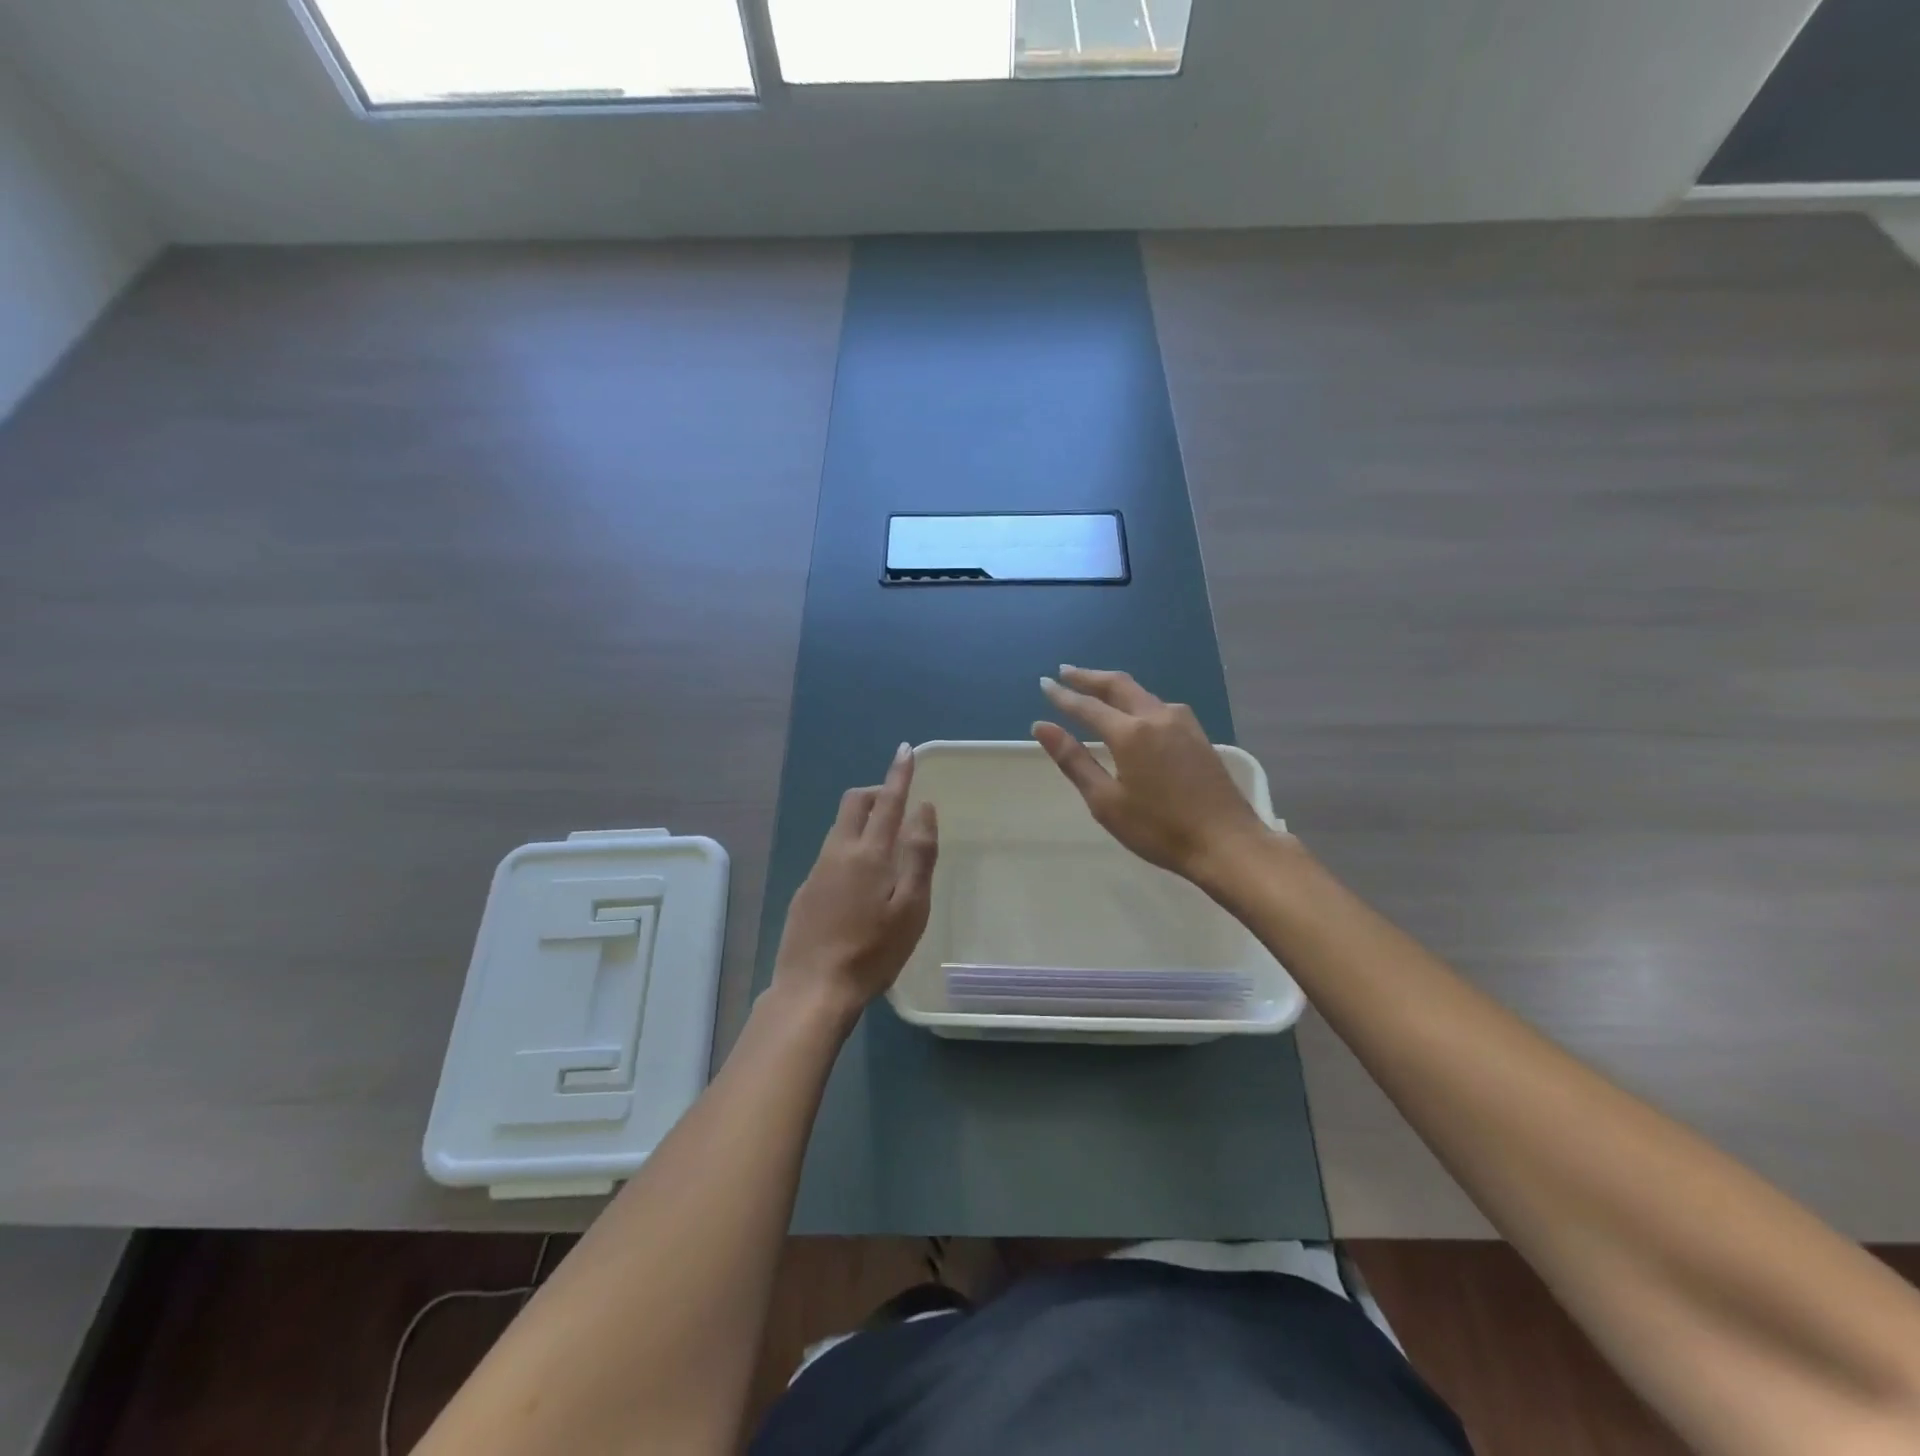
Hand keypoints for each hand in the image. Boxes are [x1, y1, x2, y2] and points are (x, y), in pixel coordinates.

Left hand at [772, 743, 938, 1024]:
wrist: (813, 989)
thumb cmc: (873, 952)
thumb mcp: (911, 907)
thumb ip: (919, 855)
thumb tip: (924, 810)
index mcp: (869, 853)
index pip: (888, 801)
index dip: (899, 774)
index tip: (905, 750)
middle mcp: (838, 852)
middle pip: (854, 803)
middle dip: (876, 793)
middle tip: (898, 807)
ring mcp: (816, 870)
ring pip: (840, 828)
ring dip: (862, 821)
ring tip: (885, 849)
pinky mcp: (804, 891)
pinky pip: (830, 853)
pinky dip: (849, 849)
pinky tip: (859, 885)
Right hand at [1033, 666, 1274, 892]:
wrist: (1227, 843)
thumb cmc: (1159, 829)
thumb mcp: (1106, 801)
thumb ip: (1073, 760)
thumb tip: (1042, 726)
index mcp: (1131, 733)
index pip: (1087, 706)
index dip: (1063, 696)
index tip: (1044, 684)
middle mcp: (1157, 716)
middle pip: (1118, 685)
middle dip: (1089, 677)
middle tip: (1064, 671)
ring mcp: (1182, 723)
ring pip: (1141, 693)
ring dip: (1114, 686)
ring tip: (1094, 687)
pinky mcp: (1198, 735)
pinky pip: (1159, 705)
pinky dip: (1136, 699)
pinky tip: (1133, 711)